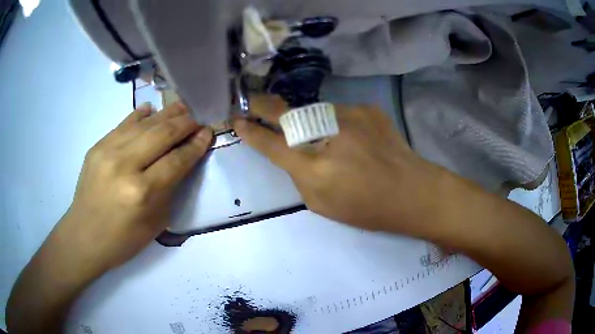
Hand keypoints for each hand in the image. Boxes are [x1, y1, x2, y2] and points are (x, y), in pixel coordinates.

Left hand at [59, 102, 212, 276]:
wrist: (84, 236)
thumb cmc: (123, 239)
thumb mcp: (156, 222)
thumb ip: (170, 188)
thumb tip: (183, 159)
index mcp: (142, 192)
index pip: (176, 160)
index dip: (195, 144)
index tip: (208, 132)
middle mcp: (125, 165)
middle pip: (162, 134)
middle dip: (185, 123)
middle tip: (198, 116)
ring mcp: (107, 151)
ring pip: (144, 124)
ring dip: (166, 114)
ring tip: (182, 107)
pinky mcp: (97, 146)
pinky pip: (123, 124)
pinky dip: (140, 115)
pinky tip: (151, 110)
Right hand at [233, 96, 445, 233]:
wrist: (412, 192)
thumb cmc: (367, 208)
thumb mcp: (322, 204)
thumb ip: (299, 176)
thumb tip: (291, 152)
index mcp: (315, 169)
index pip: (271, 144)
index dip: (250, 132)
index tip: (236, 120)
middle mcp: (329, 135)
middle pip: (285, 114)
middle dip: (263, 107)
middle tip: (250, 102)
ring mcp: (351, 116)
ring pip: (315, 111)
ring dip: (309, 120)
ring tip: (325, 138)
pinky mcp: (368, 109)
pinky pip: (340, 113)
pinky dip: (338, 123)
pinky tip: (352, 139)